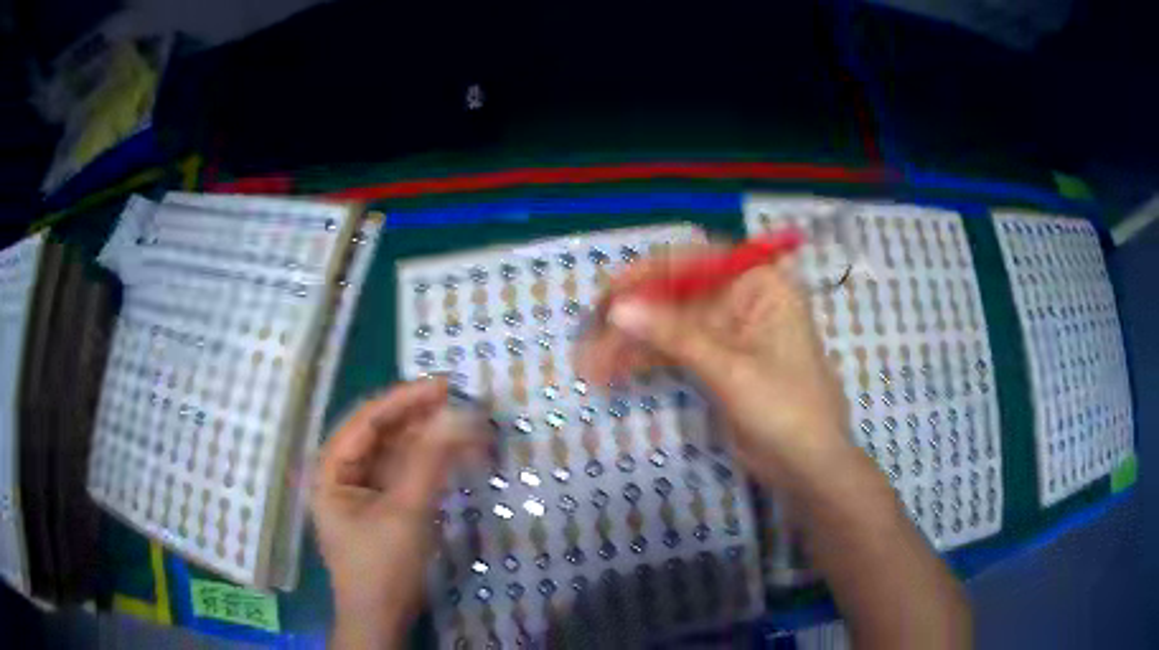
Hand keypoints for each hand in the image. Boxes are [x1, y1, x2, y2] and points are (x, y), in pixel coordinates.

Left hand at [313, 380, 487, 648]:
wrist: (382, 618)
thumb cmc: (382, 567)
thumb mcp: (405, 513)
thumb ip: (429, 462)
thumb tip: (458, 415)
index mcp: (331, 469)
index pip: (366, 421)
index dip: (403, 400)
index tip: (443, 386)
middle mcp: (343, 472)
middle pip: (381, 433)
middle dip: (419, 418)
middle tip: (459, 401)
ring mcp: (364, 489)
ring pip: (396, 451)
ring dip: (429, 439)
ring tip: (465, 425)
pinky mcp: (383, 504)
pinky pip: (406, 472)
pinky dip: (430, 462)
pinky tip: (454, 453)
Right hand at [576, 248, 852, 491]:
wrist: (807, 466)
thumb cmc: (786, 408)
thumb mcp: (731, 369)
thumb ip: (675, 335)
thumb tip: (617, 308)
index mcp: (761, 284)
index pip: (699, 261)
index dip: (651, 272)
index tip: (611, 292)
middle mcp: (743, 299)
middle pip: (677, 294)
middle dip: (634, 316)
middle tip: (590, 336)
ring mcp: (728, 332)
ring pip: (670, 325)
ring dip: (631, 343)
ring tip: (591, 364)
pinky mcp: (716, 362)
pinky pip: (674, 351)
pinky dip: (645, 361)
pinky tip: (612, 373)